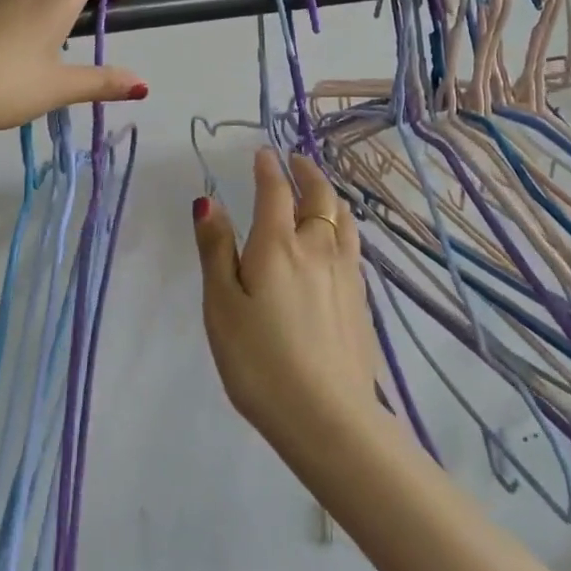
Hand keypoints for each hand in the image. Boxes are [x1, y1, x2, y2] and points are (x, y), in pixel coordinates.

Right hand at [192, 149, 380, 458]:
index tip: (264, 153)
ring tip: (320, 192)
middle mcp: (318, 248)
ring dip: (330, 195)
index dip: (268, 168)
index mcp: (278, 245)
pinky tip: (338, 240)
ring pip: (344, 218)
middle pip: (320, 196)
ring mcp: (346, 273)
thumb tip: (209, 201)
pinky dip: (343, 225)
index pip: (276, 191)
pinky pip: (353, 244)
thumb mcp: (221, 306)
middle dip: (306, 172)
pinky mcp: (362, 299)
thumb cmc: (260, 361)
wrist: (328, 417)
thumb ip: (216, 250)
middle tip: (295, 160)